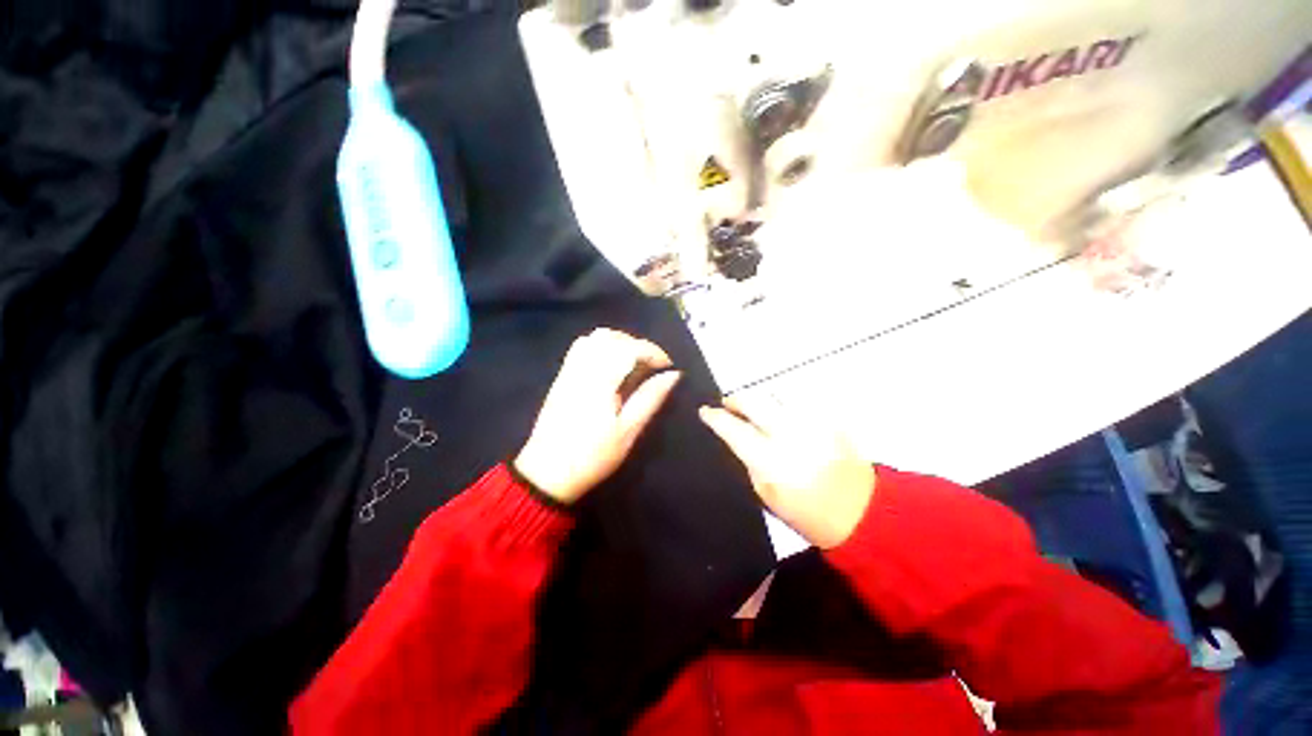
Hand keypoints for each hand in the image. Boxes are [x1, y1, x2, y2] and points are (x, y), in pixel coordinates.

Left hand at [515, 329, 681, 503]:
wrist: (547, 473)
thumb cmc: (593, 456)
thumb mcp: (628, 431)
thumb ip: (650, 398)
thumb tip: (673, 375)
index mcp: (600, 382)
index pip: (629, 348)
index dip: (653, 351)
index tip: (668, 366)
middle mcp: (582, 369)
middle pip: (611, 337)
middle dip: (637, 345)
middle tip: (651, 365)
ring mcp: (568, 371)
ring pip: (594, 338)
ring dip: (619, 342)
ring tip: (633, 363)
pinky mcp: (561, 377)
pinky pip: (581, 347)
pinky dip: (601, 347)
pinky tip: (611, 366)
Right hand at [699, 395, 875, 548]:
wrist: (862, 513)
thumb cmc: (807, 513)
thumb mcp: (766, 494)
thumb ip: (748, 460)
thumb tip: (736, 436)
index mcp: (771, 460)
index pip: (734, 428)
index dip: (715, 417)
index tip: (705, 411)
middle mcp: (790, 433)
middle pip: (754, 400)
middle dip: (736, 399)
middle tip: (729, 404)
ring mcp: (812, 422)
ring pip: (776, 393)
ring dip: (761, 399)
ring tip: (757, 409)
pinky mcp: (830, 418)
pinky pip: (799, 399)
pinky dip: (784, 403)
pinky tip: (782, 414)